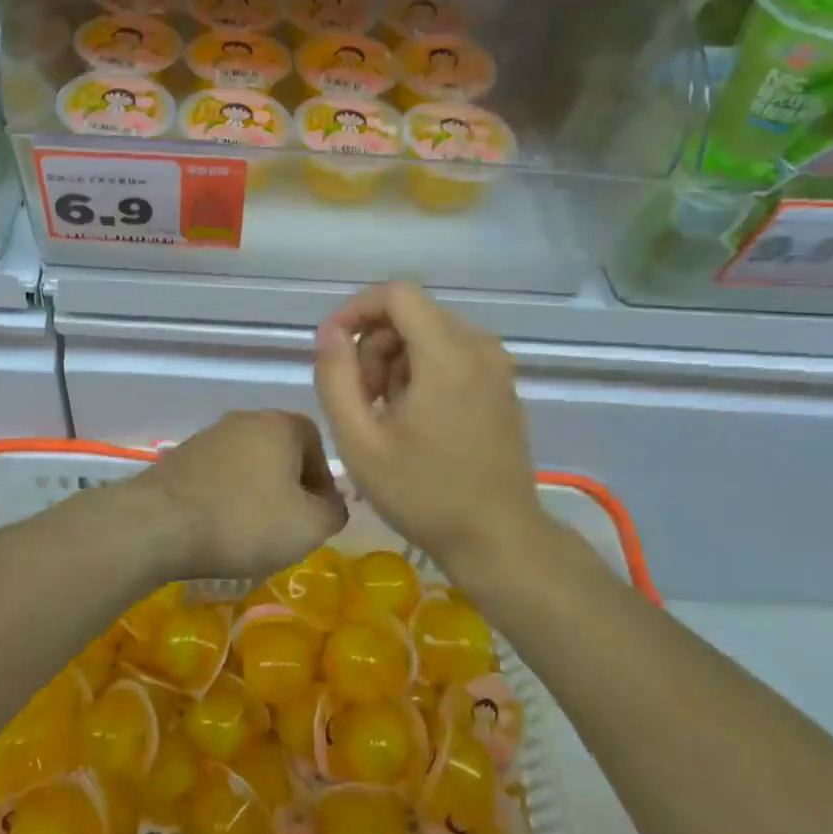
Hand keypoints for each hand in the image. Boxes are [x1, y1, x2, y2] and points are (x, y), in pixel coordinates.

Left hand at [132, 411, 347, 579]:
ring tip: (252, 532)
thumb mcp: (308, 526)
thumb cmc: (245, 520)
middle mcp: (244, 419)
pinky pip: (218, 476)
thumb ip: (333, 512)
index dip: (323, 480)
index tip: (317, 514)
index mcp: (280, 424)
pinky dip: (226, 497)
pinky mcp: (180, 457)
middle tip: (288, 525)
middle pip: (281, 451)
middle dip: (290, 487)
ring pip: (248, 464)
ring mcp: (208, 436)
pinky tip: (220, 528)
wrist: (158, 524)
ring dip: (257, 493)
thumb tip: (331, 505)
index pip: (317, 442)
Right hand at [314, 282, 545, 571]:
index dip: (356, 310)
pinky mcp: (502, 384)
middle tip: (360, 399)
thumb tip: (330, 332)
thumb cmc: (424, 494)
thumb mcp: (360, 442)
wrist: (498, 539)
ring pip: (430, 333)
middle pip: (412, 314)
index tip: (332, 347)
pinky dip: (422, 371)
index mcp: (447, 354)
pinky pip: (452, 354)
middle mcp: (479, 347)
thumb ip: (336, 378)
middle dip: (374, 344)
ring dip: (395, 360)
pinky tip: (414, 418)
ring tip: (384, 414)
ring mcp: (496, 365)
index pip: (397, 294)